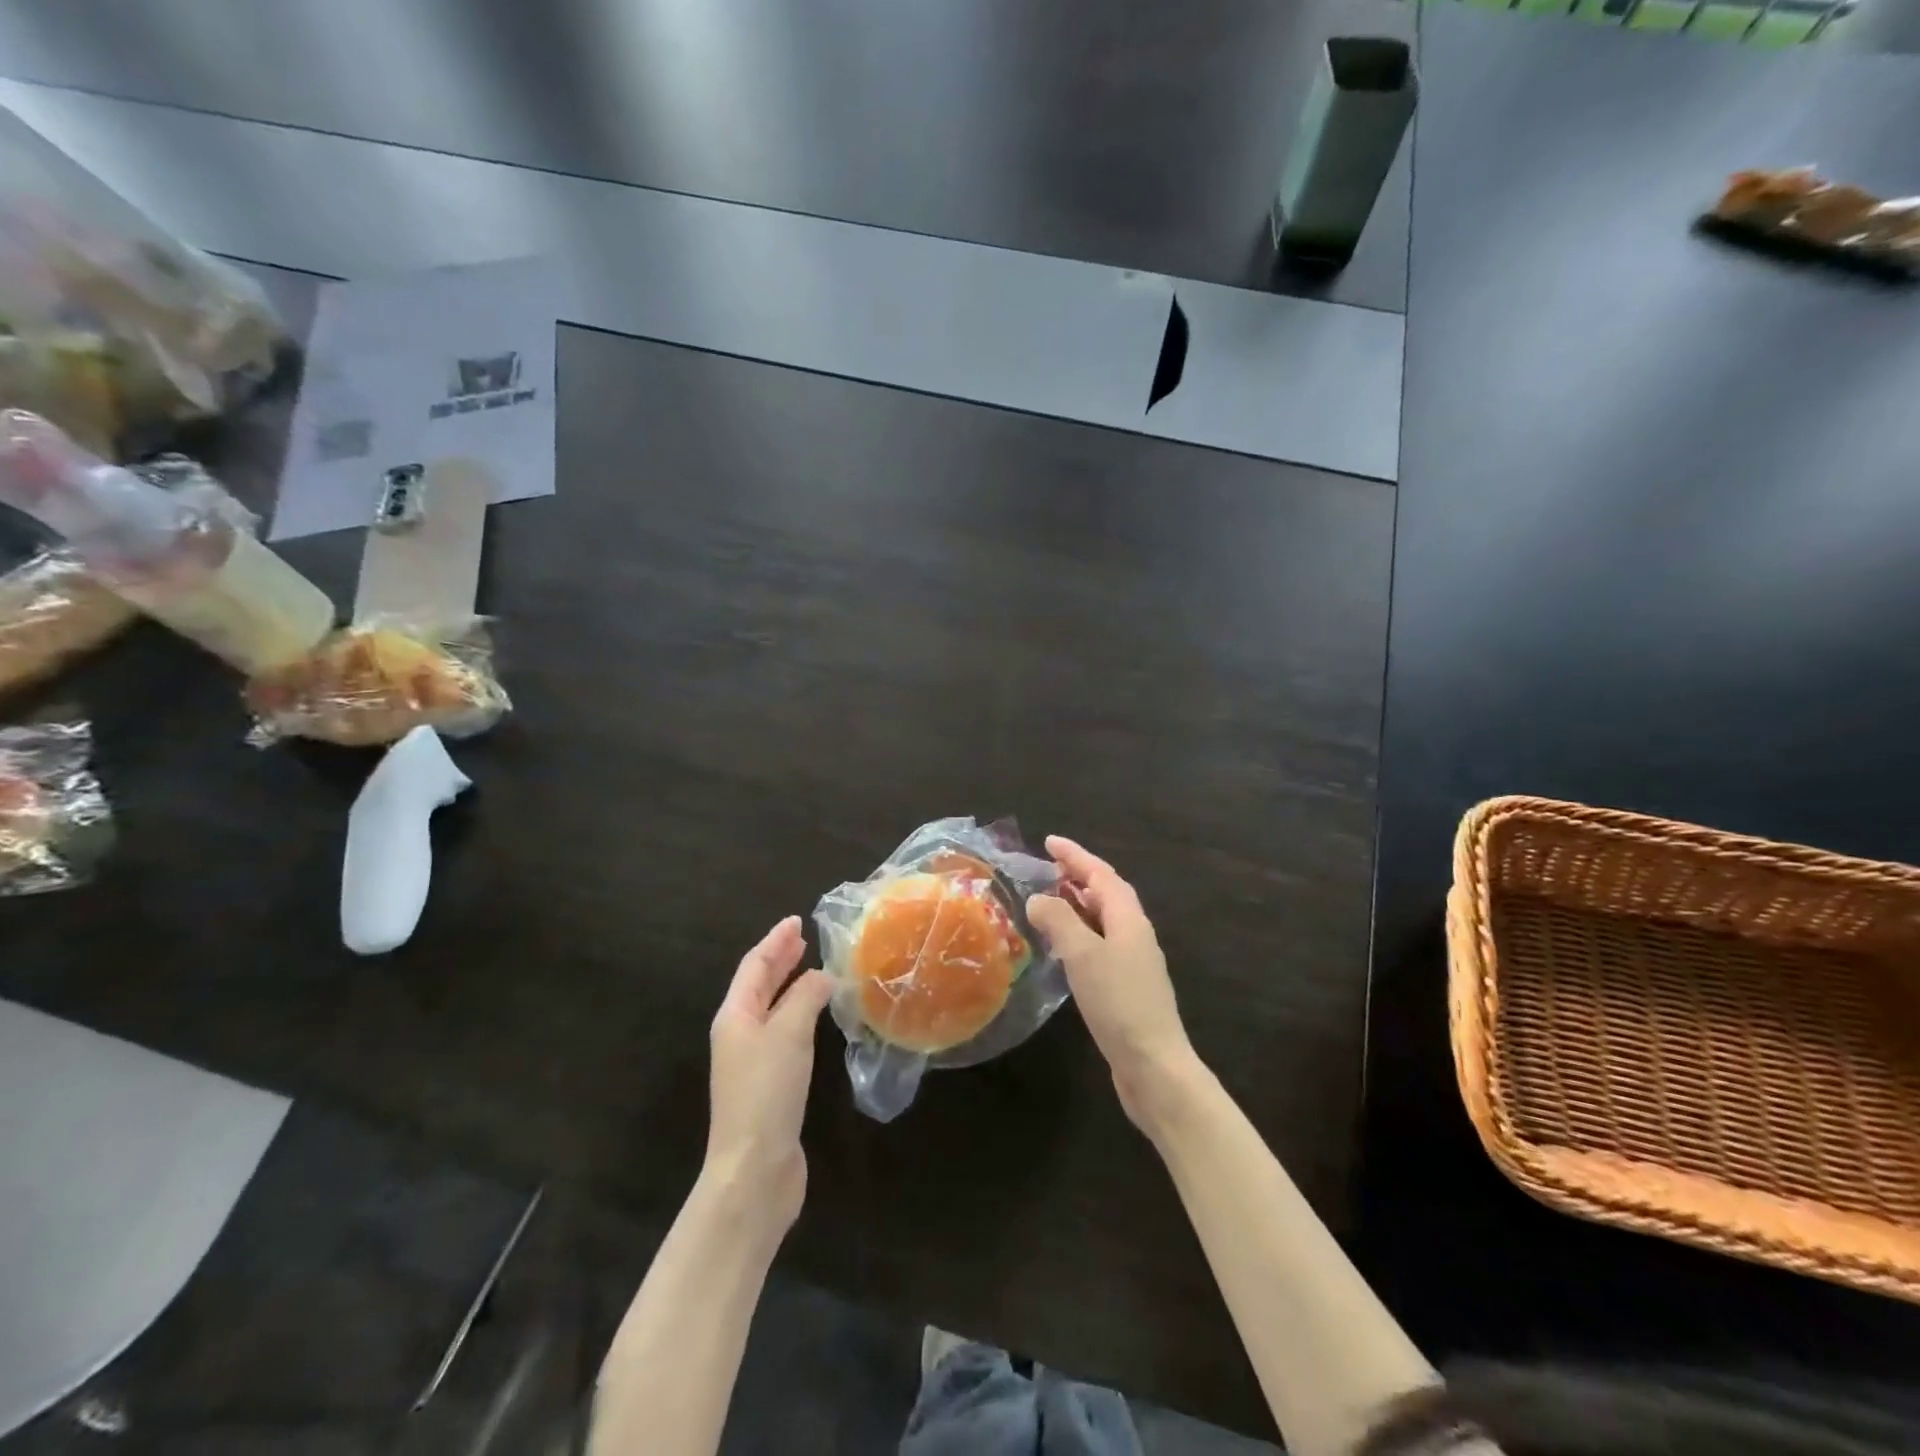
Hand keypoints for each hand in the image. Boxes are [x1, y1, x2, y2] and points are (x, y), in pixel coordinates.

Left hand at [704, 917, 834, 1236]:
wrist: (754, 1169)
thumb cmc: (766, 1092)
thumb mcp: (788, 1033)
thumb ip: (806, 997)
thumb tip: (823, 976)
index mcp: (734, 1016)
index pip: (754, 966)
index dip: (775, 941)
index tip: (797, 920)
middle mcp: (740, 1034)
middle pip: (759, 986)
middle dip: (781, 960)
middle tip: (804, 939)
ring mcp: (753, 1061)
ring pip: (773, 1010)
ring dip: (792, 987)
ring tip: (816, 970)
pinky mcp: (771, 1085)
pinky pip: (785, 1034)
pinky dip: (801, 1015)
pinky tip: (818, 1017)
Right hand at [1026, 836, 1199, 1134]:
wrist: (1154, 1066)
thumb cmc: (1118, 1003)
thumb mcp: (1083, 954)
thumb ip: (1059, 921)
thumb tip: (1039, 899)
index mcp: (1129, 919)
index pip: (1101, 874)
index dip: (1075, 855)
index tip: (1049, 841)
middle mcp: (1135, 934)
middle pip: (1107, 894)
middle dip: (1079, 876)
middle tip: (1048, 868)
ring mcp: (1134, 962)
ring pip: (1104, 920)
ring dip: (1079, 905)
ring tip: (1051, 900)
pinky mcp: (1127, 988)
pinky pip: (1101, 945)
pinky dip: (1080, 934)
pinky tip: (1063, 948)